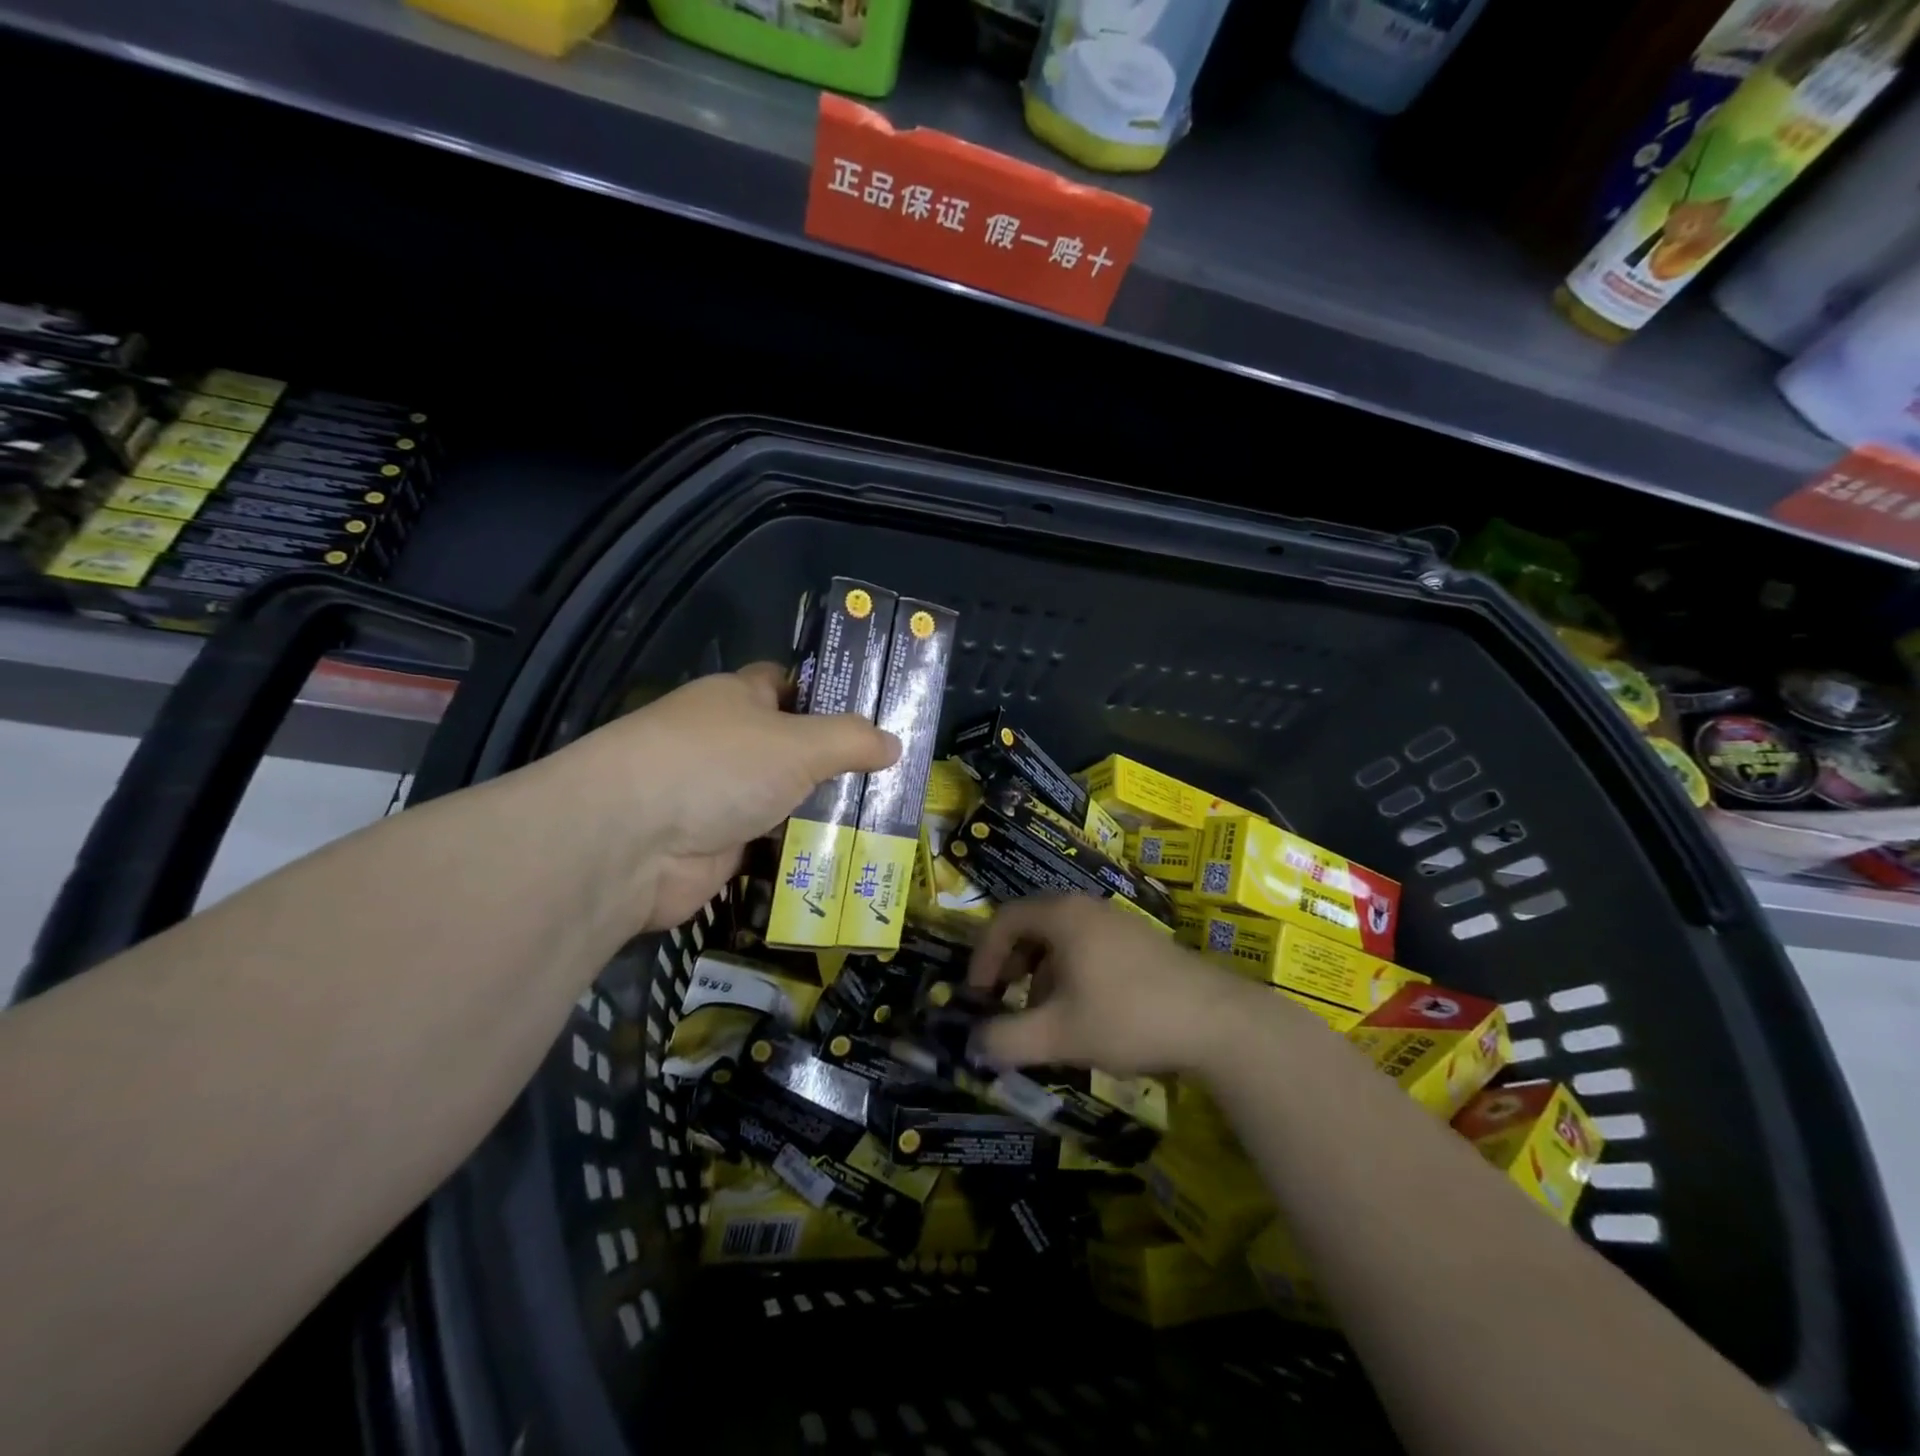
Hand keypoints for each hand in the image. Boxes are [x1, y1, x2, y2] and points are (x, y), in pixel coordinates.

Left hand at [554, 662, 898, 930]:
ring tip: (884, 823)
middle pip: (792, 748)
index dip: (827, 694)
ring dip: (823, 814)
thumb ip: (850, 740)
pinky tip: (846, 861)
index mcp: (737, 699)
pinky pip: (772, 845)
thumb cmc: (719, 766)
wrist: (632, 843)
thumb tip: (894, 743)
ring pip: (785, 800)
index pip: (786, 684)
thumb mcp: (799, 743)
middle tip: (893, 778)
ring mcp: (720, 797)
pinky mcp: (717, 847)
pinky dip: (801, 853)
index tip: (873, 713)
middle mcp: (727, 743)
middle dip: (837, 764)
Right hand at [966, 896, 1265, 1075]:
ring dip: (1042, 975)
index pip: (1004, 920)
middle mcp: (1087, 908)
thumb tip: (974, 1043)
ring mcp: (1118, 922)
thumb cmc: (1128, 1017)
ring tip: (1046, 1018)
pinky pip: (1089, 949)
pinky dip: (1071, 976)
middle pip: (1032, 927)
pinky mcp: (1141, 943)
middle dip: (1011, 966)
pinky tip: (1085, 1016)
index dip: (982, 956)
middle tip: (1006, 1002)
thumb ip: (1007, 1040)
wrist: (1218, 1022)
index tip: (978, 995)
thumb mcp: (1059, 1035)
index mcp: (1062, 916)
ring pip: (1062, 940)